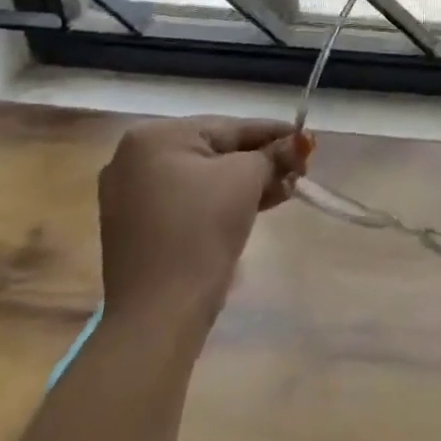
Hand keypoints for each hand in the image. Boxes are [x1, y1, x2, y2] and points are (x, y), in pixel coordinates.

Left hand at [98, 117, 310, 324]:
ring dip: (246, 183)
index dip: (274, 133)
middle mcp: (134, 158)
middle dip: (261, 161)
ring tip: (286, 190)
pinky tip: (257, 206)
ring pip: (204, 177)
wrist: (159, 313)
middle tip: (300, 170)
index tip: (308, 139)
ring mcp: (132, 194)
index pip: (229, 127)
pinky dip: (221, 201)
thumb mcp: (246, 180)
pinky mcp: (138, 226)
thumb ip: (273, 155)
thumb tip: (299, 142)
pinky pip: (189, 200)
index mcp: (155, 136)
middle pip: (216, 150)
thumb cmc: (201, 230)